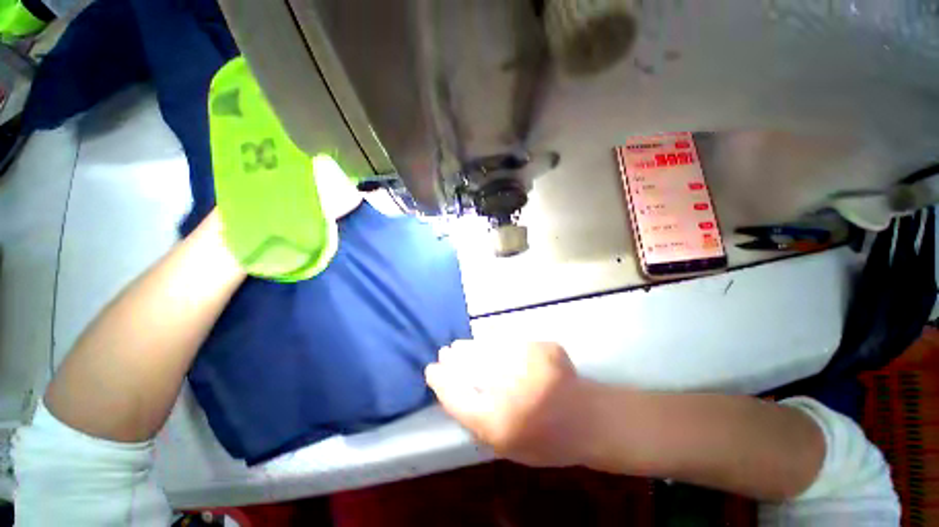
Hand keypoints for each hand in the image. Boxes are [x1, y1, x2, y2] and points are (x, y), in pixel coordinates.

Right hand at [425, 341, 594, 466]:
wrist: (589, 420)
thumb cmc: (543, 439)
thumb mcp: (504, 443)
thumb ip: (475, 417)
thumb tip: (449, 386)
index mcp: (502, 425)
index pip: (458, 400)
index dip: (442, 382)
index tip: (432, 370)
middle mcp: (515, 393)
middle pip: (472, 368)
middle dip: (455, 359)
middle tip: (446, 353)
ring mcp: (533, 365)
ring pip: (488, 348)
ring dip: (471, 346)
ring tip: (460, 346)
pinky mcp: (546, 347)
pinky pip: (510, 338)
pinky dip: (494, 338)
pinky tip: (486, 338)